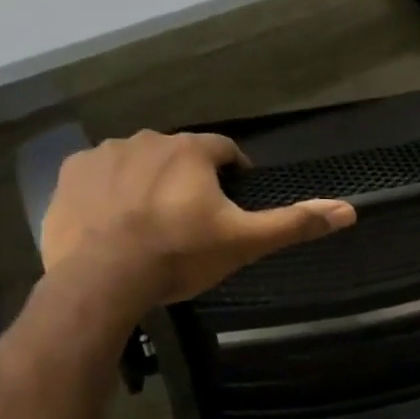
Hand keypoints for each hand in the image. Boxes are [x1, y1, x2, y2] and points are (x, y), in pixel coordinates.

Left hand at [40, 131, 354, 311]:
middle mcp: (148, 139)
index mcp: (192, 151)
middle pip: (179, 155)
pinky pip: (98, 175)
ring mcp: (104, 154)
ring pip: (137, 162)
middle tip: (189, 219)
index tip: (232, 201)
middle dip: (187, 179)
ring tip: (149, 222)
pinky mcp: (70, 174)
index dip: (233, 173)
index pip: (224, 150)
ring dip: (147, 182)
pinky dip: (108, 191)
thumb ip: (294, 223)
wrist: (101, 279)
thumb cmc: (179, 255)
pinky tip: (111, 221)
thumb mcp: (244, 242)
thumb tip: (349, 210)